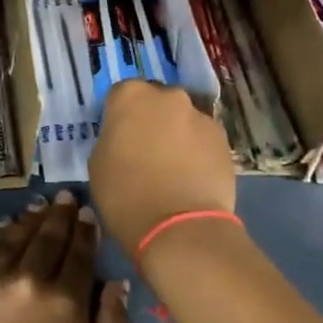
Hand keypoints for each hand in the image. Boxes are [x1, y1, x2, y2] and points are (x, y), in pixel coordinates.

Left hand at [0, 192, 130, 322]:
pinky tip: (4, 225)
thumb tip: (116, 283)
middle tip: (65, 197)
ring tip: (39, 206)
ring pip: (15, 238)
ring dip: (30, 219)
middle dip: (60, 215)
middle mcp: (29, 280)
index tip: (87, 214)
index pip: (79, 255)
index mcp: (66, 302)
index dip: (85, 231)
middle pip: (48, 238)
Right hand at [89, 79, 236, 255]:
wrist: (180, 228)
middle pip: (156, 101)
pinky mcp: (224, 140)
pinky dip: (197, 152)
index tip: (118, 138)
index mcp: (131, 96)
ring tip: (172, 169)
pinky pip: (203, 140)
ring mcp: (201, 116)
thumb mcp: (98, 163)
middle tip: (144, 151)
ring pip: (183, 120)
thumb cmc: (125, 194)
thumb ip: (111, 138)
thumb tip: (124, 138)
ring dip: (176, 135)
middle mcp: (169, 96)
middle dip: (151, 119)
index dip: (118, 116)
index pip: (120, 94)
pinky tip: (191, 178)